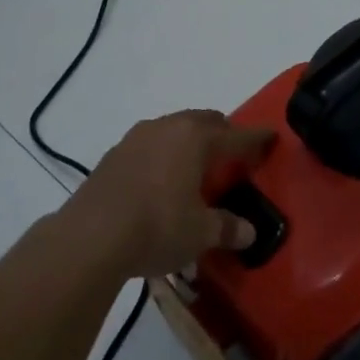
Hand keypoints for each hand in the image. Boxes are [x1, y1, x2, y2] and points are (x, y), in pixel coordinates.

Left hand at [67, 110, 276, 279]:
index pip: (236, 136)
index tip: (271, 137)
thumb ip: (226, 228)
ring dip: (188, 142)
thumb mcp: (200, 233)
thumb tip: (248, 233)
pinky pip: (149, 146)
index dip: (256, 139)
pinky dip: (162, 156)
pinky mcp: (112, 156)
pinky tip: (161, 180)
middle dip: (222, 133)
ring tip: (196, 165)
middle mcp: (167, 128)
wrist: (89, 238)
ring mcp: (135, 139)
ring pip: (173, 130)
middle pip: (204, 122)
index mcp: (196, 138)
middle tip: (233, 152)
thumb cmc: (158, 226)